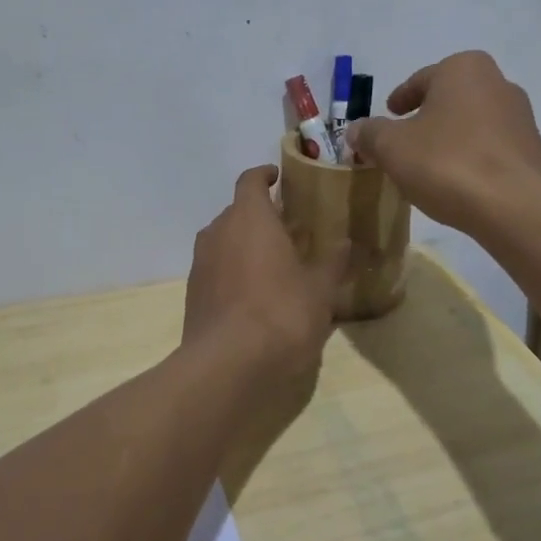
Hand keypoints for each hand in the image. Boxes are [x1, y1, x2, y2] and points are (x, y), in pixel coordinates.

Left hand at [183, 167, 348, 386]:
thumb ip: (333, 262)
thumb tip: (347, 242)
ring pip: (224, 240)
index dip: (264, 175)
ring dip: (245, 243)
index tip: (279, 177)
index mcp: (249, 217)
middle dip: (260, 215)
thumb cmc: (281, 313)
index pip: (250, 180)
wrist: (227, 364)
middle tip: (289, 229)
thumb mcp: (320, 289)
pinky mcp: (193, 292)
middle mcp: (218, 231)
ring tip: (273, 261)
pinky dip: (233, 270)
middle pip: (237, 210)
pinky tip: (254, 294)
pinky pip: (216, 268)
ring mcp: (201, 262)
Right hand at [345, 50, 540, 235]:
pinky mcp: (533, 151)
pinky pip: (490, 148)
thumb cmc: (447, 163)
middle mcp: (498, 83)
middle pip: (449, 99)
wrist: (514, 208)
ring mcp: (521, 117)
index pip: (421, 79)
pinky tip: (457, 183)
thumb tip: (356, 130)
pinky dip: (471, 158)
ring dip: (450, 139)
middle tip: (404, 141)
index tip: (389, 115)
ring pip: (472, 123)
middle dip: (426, 117)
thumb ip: (370, 133)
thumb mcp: (392, 148)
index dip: (400, 98)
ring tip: (429, 166)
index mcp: (464, 69)